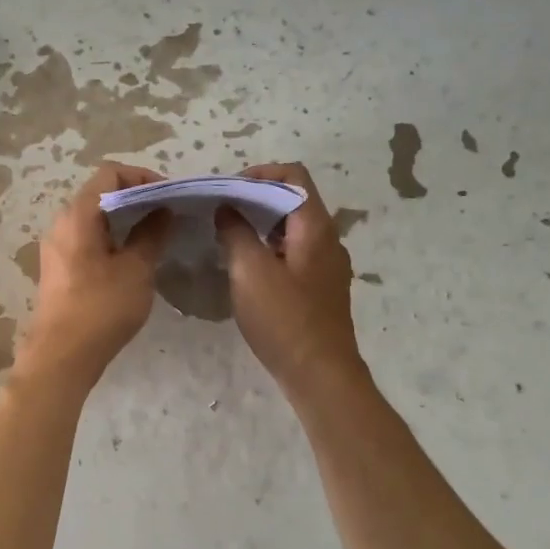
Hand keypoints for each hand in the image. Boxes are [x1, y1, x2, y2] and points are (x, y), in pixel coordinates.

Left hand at [18, 162, 171, 385]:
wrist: (61, 357)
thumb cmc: (101, 309)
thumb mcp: (136, 269)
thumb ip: (151, 234)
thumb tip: (163, 210)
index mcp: (78, 215)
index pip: (110, 172)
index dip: (143, 177)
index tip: (169, 195)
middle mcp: (62, 223)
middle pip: (100, 192)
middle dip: (136, 198)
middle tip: (167, 214)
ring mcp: (57, 246)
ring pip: (94, 218)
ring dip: (125, 220)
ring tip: (155, 235)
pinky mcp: (59, 267)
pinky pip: (87, 238)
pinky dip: (112, 238)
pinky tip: (133, 258)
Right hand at [216, 163, 364, 394]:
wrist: (321, 375)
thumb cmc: (285, 319)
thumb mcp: (250, 271)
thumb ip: (236, 232)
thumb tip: (227, 208)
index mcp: (315, 226)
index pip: (293, 174)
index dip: (259, 173)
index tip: (228, 191)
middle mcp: (328, 239)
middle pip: (293, 200)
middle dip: (255, 199)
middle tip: (221, 213)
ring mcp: (327, 266)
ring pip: (292, 229)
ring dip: (261, 226)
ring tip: (228, 239)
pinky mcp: (320, 289)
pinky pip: (294, 254)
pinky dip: (270, 249)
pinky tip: (247, 270)